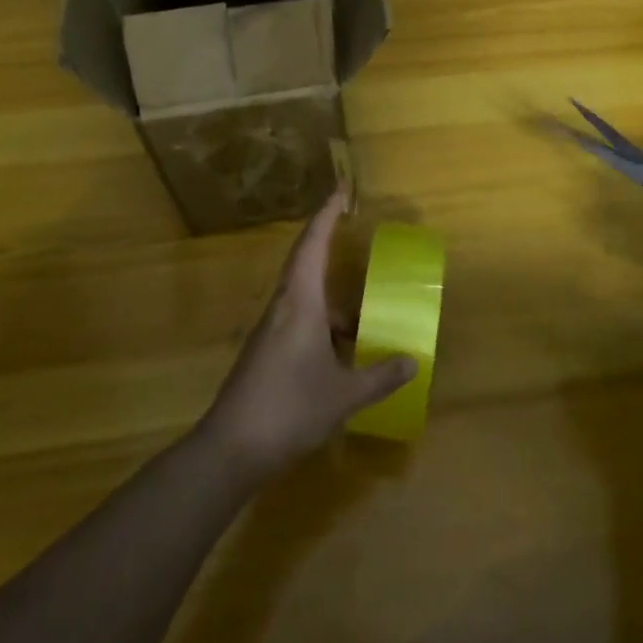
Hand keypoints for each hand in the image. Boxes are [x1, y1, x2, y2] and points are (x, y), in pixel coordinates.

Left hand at [199, 190, 416, 479]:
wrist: (229, 450)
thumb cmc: (289, 409)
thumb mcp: (344, 395)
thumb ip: (380, 376)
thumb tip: (413, 361)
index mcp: (300, 303)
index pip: (312, 245)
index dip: (326, 216)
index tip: (340, 192)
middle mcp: (282, 308)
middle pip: (304, 263)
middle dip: (327, 244)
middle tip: (350, 231)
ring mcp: (270, 332)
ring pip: (303, 298)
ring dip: (330, 299)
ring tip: (362, 316)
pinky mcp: (265, 353)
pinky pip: (298, 321)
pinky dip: (322, 324)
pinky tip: (341, 352)